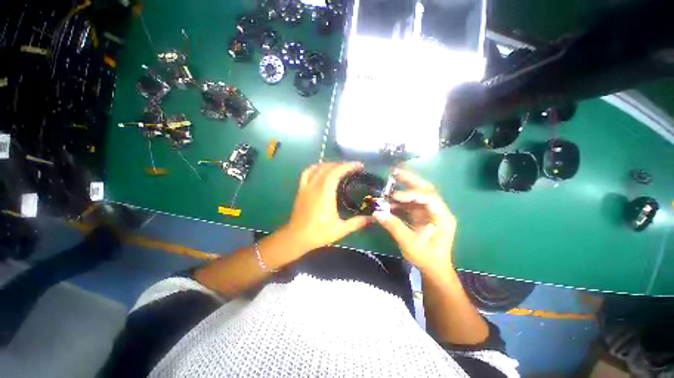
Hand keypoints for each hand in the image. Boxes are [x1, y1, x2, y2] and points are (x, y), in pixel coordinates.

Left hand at [283, 162, 371, 251]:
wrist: (296, 238)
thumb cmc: (318, 233)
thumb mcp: (340, 230)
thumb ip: (357, 223)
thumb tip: (373, 218)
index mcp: (324, 193)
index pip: (336, 172)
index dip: (348, 166)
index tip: (359, 166)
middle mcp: (314, 186)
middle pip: (328, 167)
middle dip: (341, 164)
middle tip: (353, 168)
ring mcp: (306, 187)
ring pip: (317, 168)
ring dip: (329, 164)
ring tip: (339, 168)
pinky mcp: (300, 190)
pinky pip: (307, 173)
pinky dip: (315, 167)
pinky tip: (321, 170)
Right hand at [373, 169, 456, 275]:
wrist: (433, 268)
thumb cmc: (426, 258)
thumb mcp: (409, 244)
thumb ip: (394, 227)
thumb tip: (376, 213)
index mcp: (442, 217)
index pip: (430, 198)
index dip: (412, 194)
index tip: (395, 196)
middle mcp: (438, 210)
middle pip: (426, 189)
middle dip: (410, 180)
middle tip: (395, 172)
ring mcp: (429, 211)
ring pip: (418, 193)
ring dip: (404, 186)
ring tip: (391, 178)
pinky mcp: (421, 214)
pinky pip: (410, 203)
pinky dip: (400, 199)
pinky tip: (389, 198)